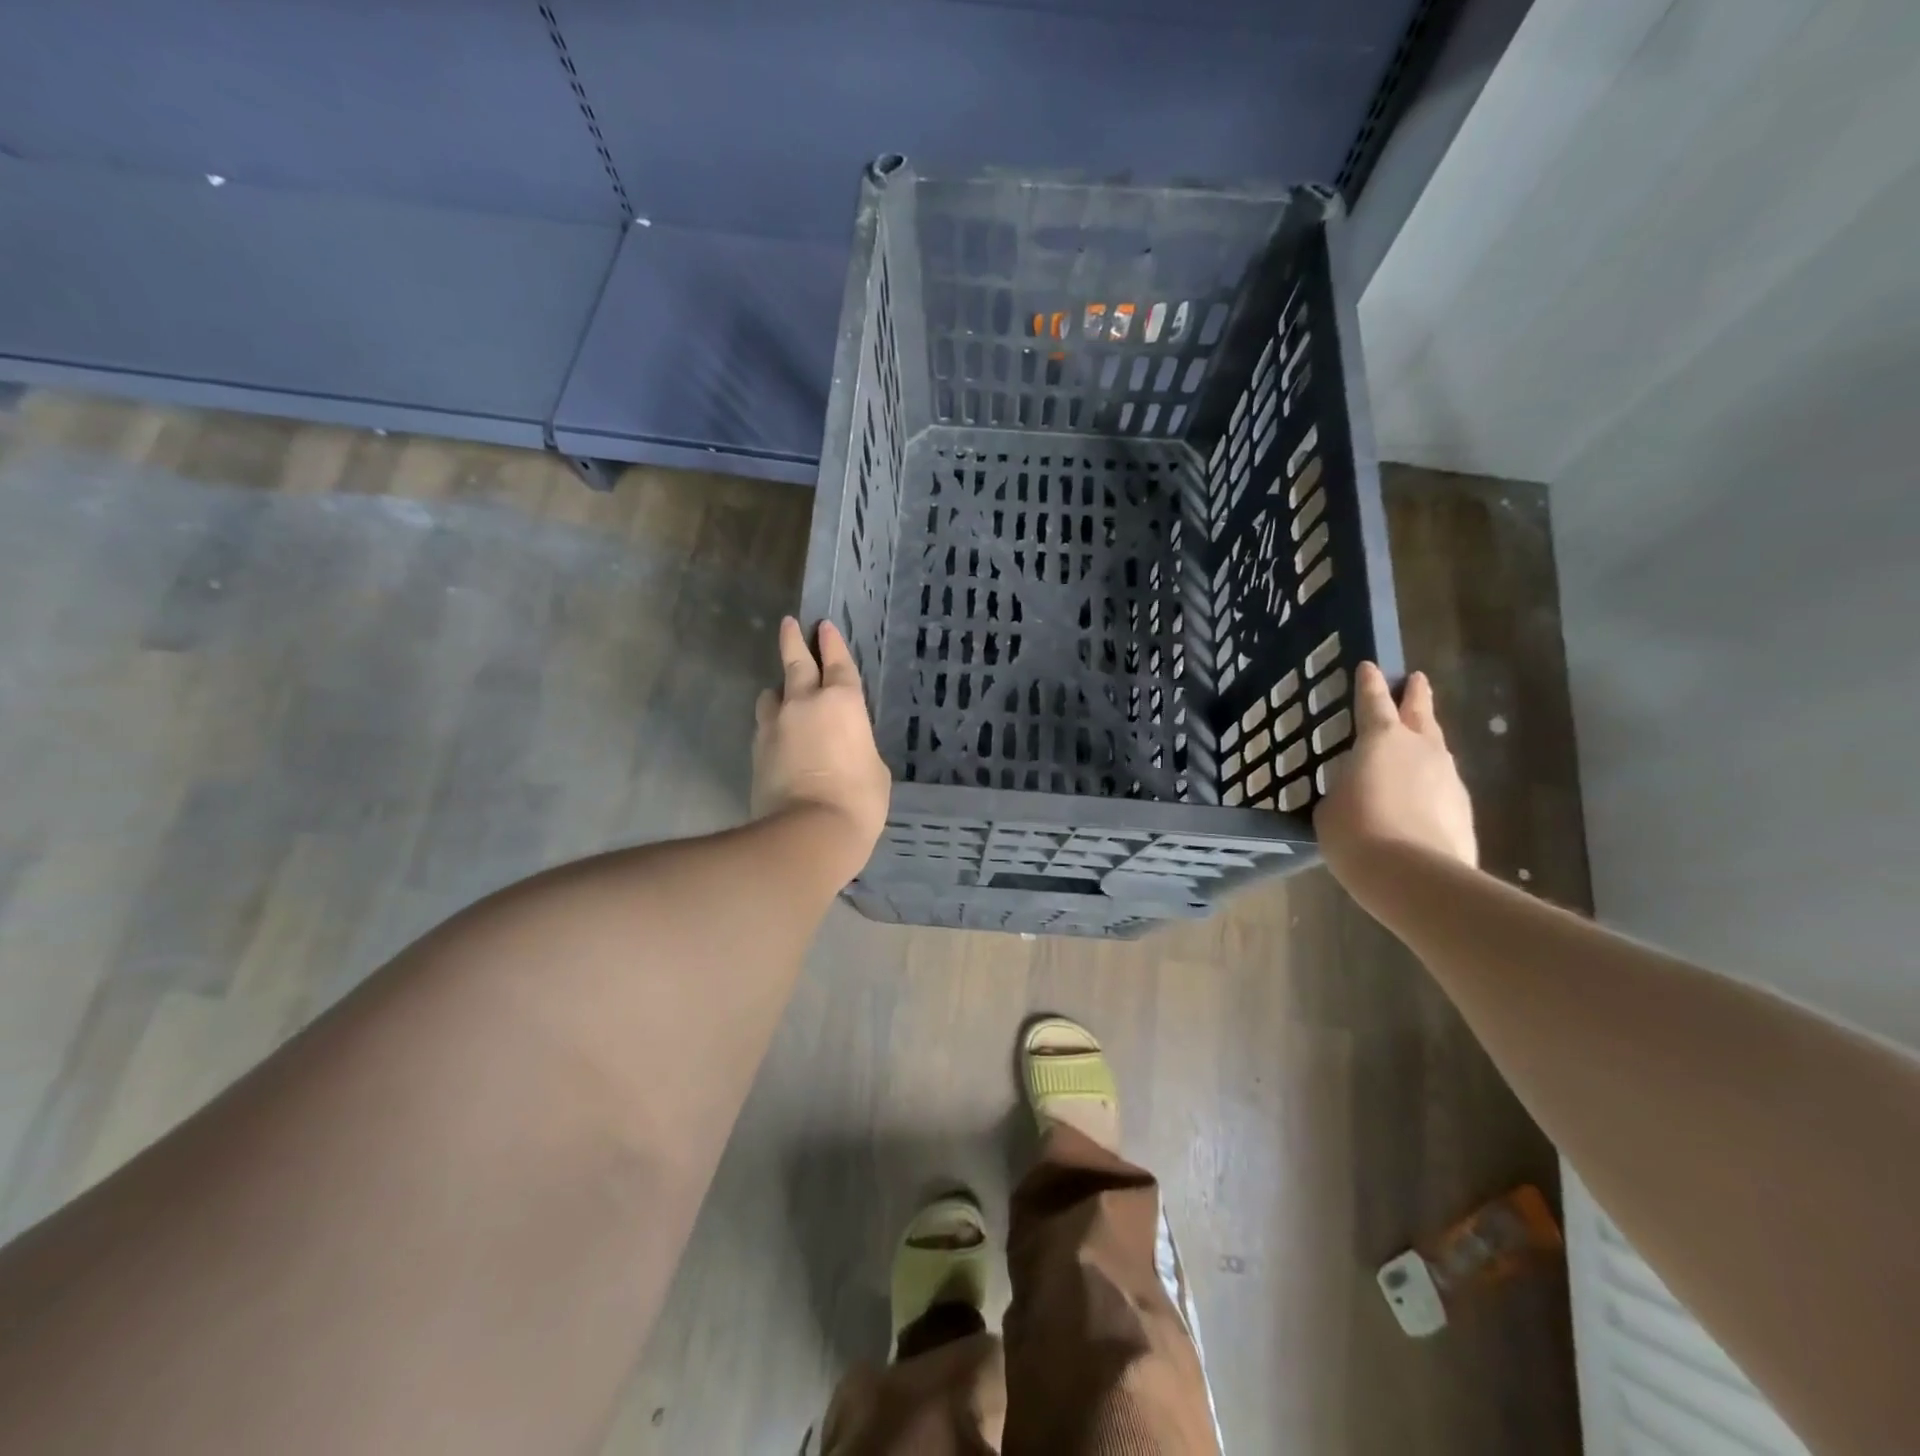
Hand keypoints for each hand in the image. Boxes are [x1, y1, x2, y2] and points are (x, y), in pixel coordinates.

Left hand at [752, 617, 890, 881]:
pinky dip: (772, 724)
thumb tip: (844, 747)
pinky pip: (764, 726)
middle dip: (794, 640)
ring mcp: (775, 725)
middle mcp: (805, 703)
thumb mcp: (874, 770)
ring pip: (771, 694)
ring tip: (782, 695)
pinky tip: (778, 734)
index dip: (832, 643)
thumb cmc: (858, 800)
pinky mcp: (756, 750)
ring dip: (778, 691)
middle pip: (795, 661)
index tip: (823, 625)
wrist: (808, 833)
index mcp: (843, 703)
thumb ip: (858, 747)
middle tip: (790, 624)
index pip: (838, 663)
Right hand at [1314, 663, 1476, 877]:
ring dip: (1426, 742)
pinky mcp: (1463, 809)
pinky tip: (1419, 798)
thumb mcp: (1331, 805)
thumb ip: (1345, 787)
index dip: (1369, 683)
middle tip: (1417, 680)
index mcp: (1380, 739)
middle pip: (1420, 713)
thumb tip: (1358, 790)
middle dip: (1416, 696)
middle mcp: (1420, 749)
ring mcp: (1448, 778)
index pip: (1372, 701)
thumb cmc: (1356, 831)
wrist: (1413, 876)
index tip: (1370, 666)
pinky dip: (1430, 784)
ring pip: (1437, 749)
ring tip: (1417, 743)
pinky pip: (1442, 786)